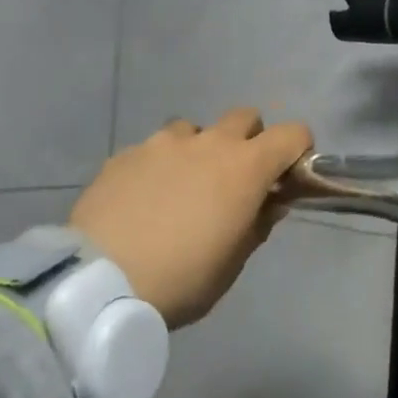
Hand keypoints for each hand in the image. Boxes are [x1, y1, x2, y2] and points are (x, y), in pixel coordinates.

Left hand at [71, 109, 312, 329]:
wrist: (100, 280)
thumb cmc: (182, 278)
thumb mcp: (232, 263)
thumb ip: (257, 224)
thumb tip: (270, 202)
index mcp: (244, 167)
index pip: (291, 134)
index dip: (297, 149)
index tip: (288, 174)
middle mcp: (207, 143)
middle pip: (244, 117)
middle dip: (250, 139)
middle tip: (236, 178)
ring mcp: (162, 143)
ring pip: (194, 130)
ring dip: (200, 150)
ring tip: (183, 187)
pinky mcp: (126, 153)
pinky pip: (154, 149)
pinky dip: (160, 166)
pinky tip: (144, 199)